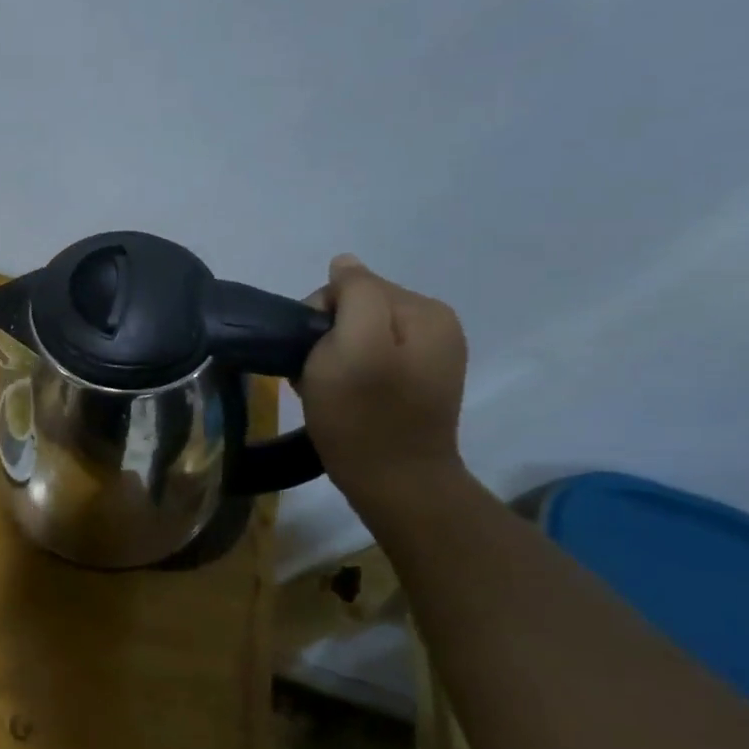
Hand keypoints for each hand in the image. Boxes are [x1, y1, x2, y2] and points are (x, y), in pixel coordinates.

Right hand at [297, 254, 467, 499]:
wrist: (394, 484)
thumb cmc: (364, 415)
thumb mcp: (353, 344)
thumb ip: (354, 293)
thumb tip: (344, 264)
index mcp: (425, 310)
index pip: (352, 286)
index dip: (320, 316)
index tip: (313, 354)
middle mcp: (435, 325)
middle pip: (357, 308)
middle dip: (327, 336)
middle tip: (317, 375)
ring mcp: (428, 356)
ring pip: (357, 334)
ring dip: (332, 356)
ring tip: (325, 388)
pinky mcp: (415, 383)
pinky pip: (368, 358)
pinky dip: (346, 372)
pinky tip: (339, 396)